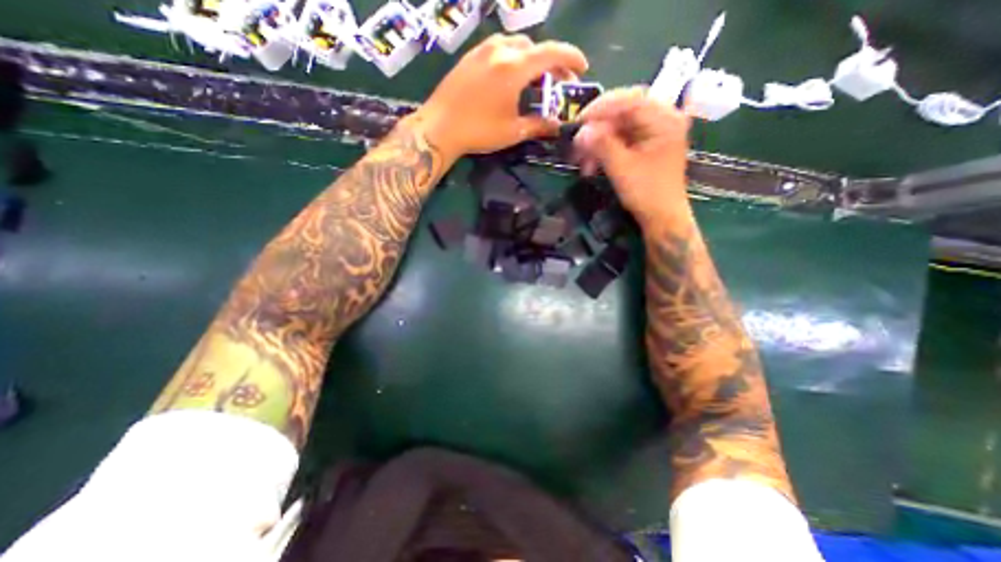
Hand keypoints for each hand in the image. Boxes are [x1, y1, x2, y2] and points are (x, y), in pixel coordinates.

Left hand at [410, 32, 588, 162]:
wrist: (439, 127)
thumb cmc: (478, 131)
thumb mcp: (513, 131)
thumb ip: (538, 125)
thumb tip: (556, 126)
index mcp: (514, 67)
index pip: (551, 53)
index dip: (571, 58)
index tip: (583, 67)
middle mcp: (500, 49)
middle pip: (535, 47)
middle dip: (552, 62)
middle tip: (558, 82)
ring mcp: (482, 50)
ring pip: (516, 45)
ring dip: (532, 58)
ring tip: (535, 80)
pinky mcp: (470, 56)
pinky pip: (499, 48)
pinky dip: (513, 58)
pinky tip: (511, 77)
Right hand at [576, 87, 693, 226]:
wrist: (662, 218)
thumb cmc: (647, 193)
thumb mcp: (622, 168)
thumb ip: (602, 145)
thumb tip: (580, 131)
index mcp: (664, 119)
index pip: (629, 100)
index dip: (600, 109)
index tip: (578, 122)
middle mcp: (662, 119)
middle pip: (623, 111)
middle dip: (596, 128)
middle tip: (577, 143)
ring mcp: (653, 132)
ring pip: (618, 126)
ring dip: (597, 142)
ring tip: (582, 161)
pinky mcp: (645, 144)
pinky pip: (620, 138)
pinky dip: (604, 149)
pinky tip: (592, 163)